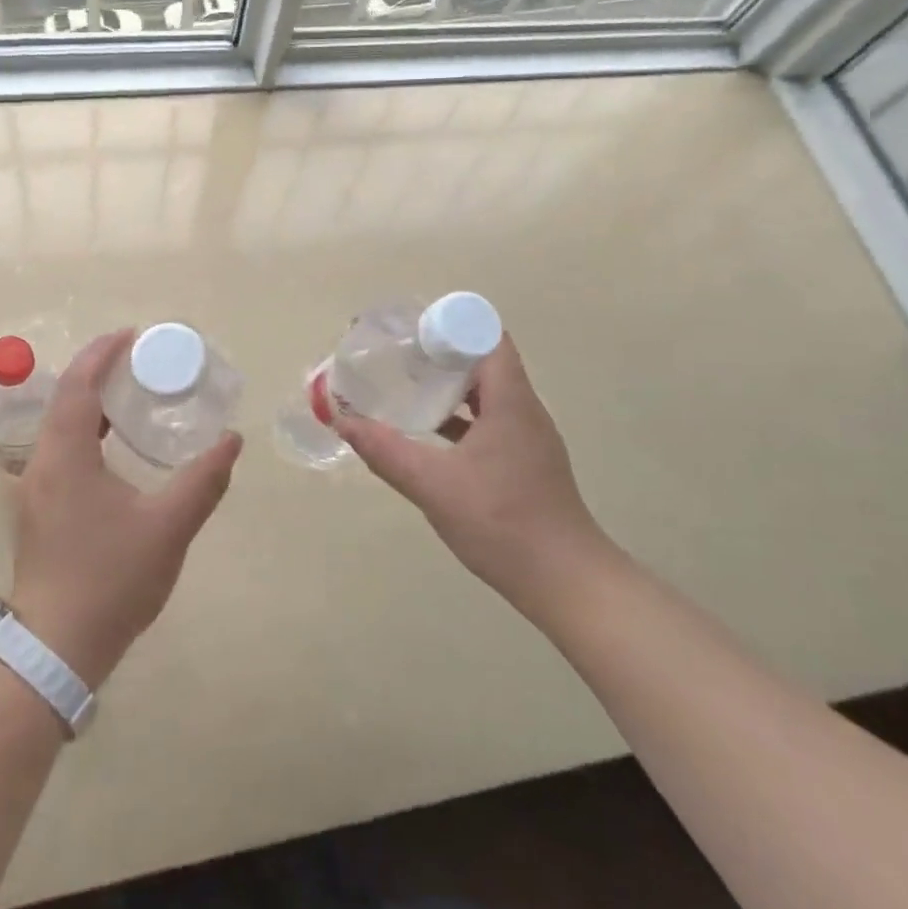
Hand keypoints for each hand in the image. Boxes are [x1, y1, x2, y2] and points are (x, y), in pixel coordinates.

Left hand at [8, 329, 242, 686]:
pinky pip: (61, 452)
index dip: (102, 353)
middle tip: (141, 364)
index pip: (78, 385)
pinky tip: (116, 450)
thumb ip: (203, 480)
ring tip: (133, 399)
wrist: (58, 648)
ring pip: (61, 428)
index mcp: (64, 456)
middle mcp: (40, 464)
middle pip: (66, 400)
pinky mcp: (39, 512)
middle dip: (100, 374)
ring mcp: (34, 489)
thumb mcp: (169, 526)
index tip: (133, 335)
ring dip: (92, 404)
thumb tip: (231, 440)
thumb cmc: (112, 579)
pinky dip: (87, 434)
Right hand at [332, 335, 606, 604]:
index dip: (451, 327)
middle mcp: (524, 410)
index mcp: (511, 402)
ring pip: (487, 394)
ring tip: (408, 388)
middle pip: (485, 362)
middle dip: (442, 354)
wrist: (565, 581)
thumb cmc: (502, 522)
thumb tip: (342, 421)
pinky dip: (461, 418)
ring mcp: (528, 438)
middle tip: (399, 357)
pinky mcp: (525, 462)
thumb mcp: (433, 485)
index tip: (412, 332)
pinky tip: (430, 435)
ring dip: (451, 388)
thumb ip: (386, 451)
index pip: (487, 338)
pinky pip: (490, 422)